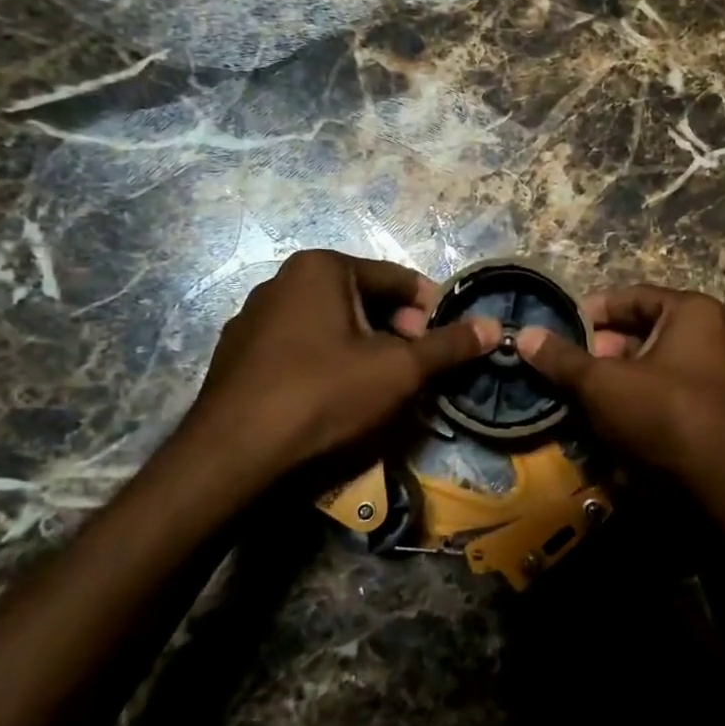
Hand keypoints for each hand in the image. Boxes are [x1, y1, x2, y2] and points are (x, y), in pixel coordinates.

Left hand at [181, 250, 498, 497]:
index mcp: (322, 268)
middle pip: (365, 301)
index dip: (432, 312)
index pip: (399, 279)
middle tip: (415, 373)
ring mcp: (254, 318)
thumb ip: (449, 345)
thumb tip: (492, 327)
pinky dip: (328, 365)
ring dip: (365, 351)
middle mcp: (283, 281)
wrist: (232, 457)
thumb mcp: (400, 370)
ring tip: (380, 391)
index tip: (447, 347)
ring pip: (332, 327)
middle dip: (398, 334)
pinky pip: (301, 349)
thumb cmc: (324, 396)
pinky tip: (334, 401)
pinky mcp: (238, 355)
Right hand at [515, 285, 724, 563]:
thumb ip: (563, 359)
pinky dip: (633, 404)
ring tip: (577, 398)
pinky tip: (605, 424)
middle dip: (600, 351)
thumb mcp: (603, 384)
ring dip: (613, 381)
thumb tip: (523, 334)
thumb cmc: (664, 416)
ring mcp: (713, 378)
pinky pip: (662, 397)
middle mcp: (710, 337)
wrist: (724, 492)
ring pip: (649, 369)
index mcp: (693, 313)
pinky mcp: (709, 415)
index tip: (557, 329)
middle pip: (641, 333)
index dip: (591, 311)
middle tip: (565, 369)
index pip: (632, 297)